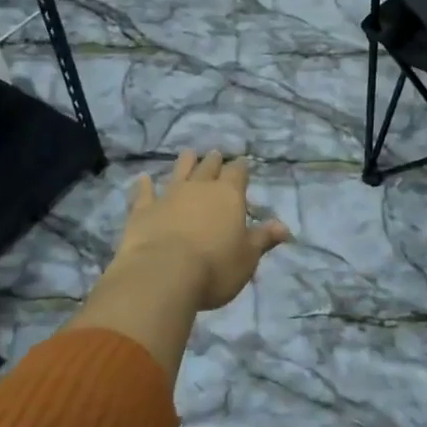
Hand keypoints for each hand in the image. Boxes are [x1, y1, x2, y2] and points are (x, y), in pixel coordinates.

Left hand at [111, 150, 291, 310]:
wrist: (163, 274)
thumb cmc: (215, 267)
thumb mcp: (247, 257)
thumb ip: (263, 239)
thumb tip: (284, 227)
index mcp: (229, 195)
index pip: (238, 173)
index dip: (241, 168)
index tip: (242, 164)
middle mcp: (200, 188)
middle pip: (209, 167)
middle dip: (214, 161)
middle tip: (216, 154)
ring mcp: (169, 195)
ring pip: (179, 171)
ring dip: (185, 163)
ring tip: (189, 153)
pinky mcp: (143, 210)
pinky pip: (144, 193)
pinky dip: (144, 185)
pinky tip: (142, 178)